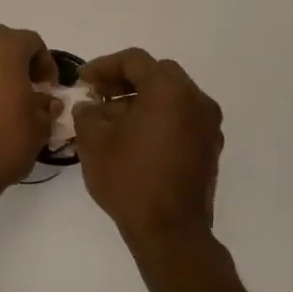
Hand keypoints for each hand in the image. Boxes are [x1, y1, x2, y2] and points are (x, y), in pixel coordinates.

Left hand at [0, 25, 58, 197]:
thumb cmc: (4, 140)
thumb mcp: (40, 124)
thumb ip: (46, 104)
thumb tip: (45, 100)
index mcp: (3, 45)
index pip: (32, 43)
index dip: (45, 64)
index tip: (49, 89)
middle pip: (2, 42)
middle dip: (17, 62)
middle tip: (28, 89)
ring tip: (3, 98)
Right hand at [73, 49, 223, 248]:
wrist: (170, 230)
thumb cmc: (129, 178)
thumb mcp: (94, 141)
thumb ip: (88, 114)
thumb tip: (91, 107)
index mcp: (169, 90)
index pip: (135, 61)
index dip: (103, 66)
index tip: (82, 81)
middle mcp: (196, 100)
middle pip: (158, 74)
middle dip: (125, 81)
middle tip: (99, 95)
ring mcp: (208, 125)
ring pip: (172, 97)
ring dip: (142, 100)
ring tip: (112, 120)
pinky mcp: (210, 148)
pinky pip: (182, 118)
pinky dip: (159, 118)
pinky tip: (135, 139)